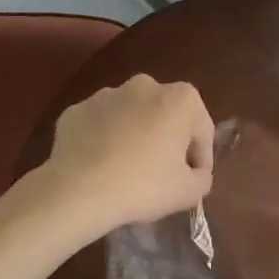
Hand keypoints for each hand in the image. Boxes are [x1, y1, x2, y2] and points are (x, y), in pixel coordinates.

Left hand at [41, 76, 214, 233]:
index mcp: (181, 99)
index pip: (202, 130)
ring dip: (135, 136)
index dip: (201, 158)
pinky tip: (101, 167)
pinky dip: (104, 140)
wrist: (77, 192)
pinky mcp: (76, 110)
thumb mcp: (190, 192)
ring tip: (128, 171)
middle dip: (168, 140)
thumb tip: (195, 173)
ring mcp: (106, 95)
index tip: (193, 180)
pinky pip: (100, 125)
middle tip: (163, 174)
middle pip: (166, 116)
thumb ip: (202, 177)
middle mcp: (145, 86)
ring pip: (131, 117)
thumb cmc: (143, 186)